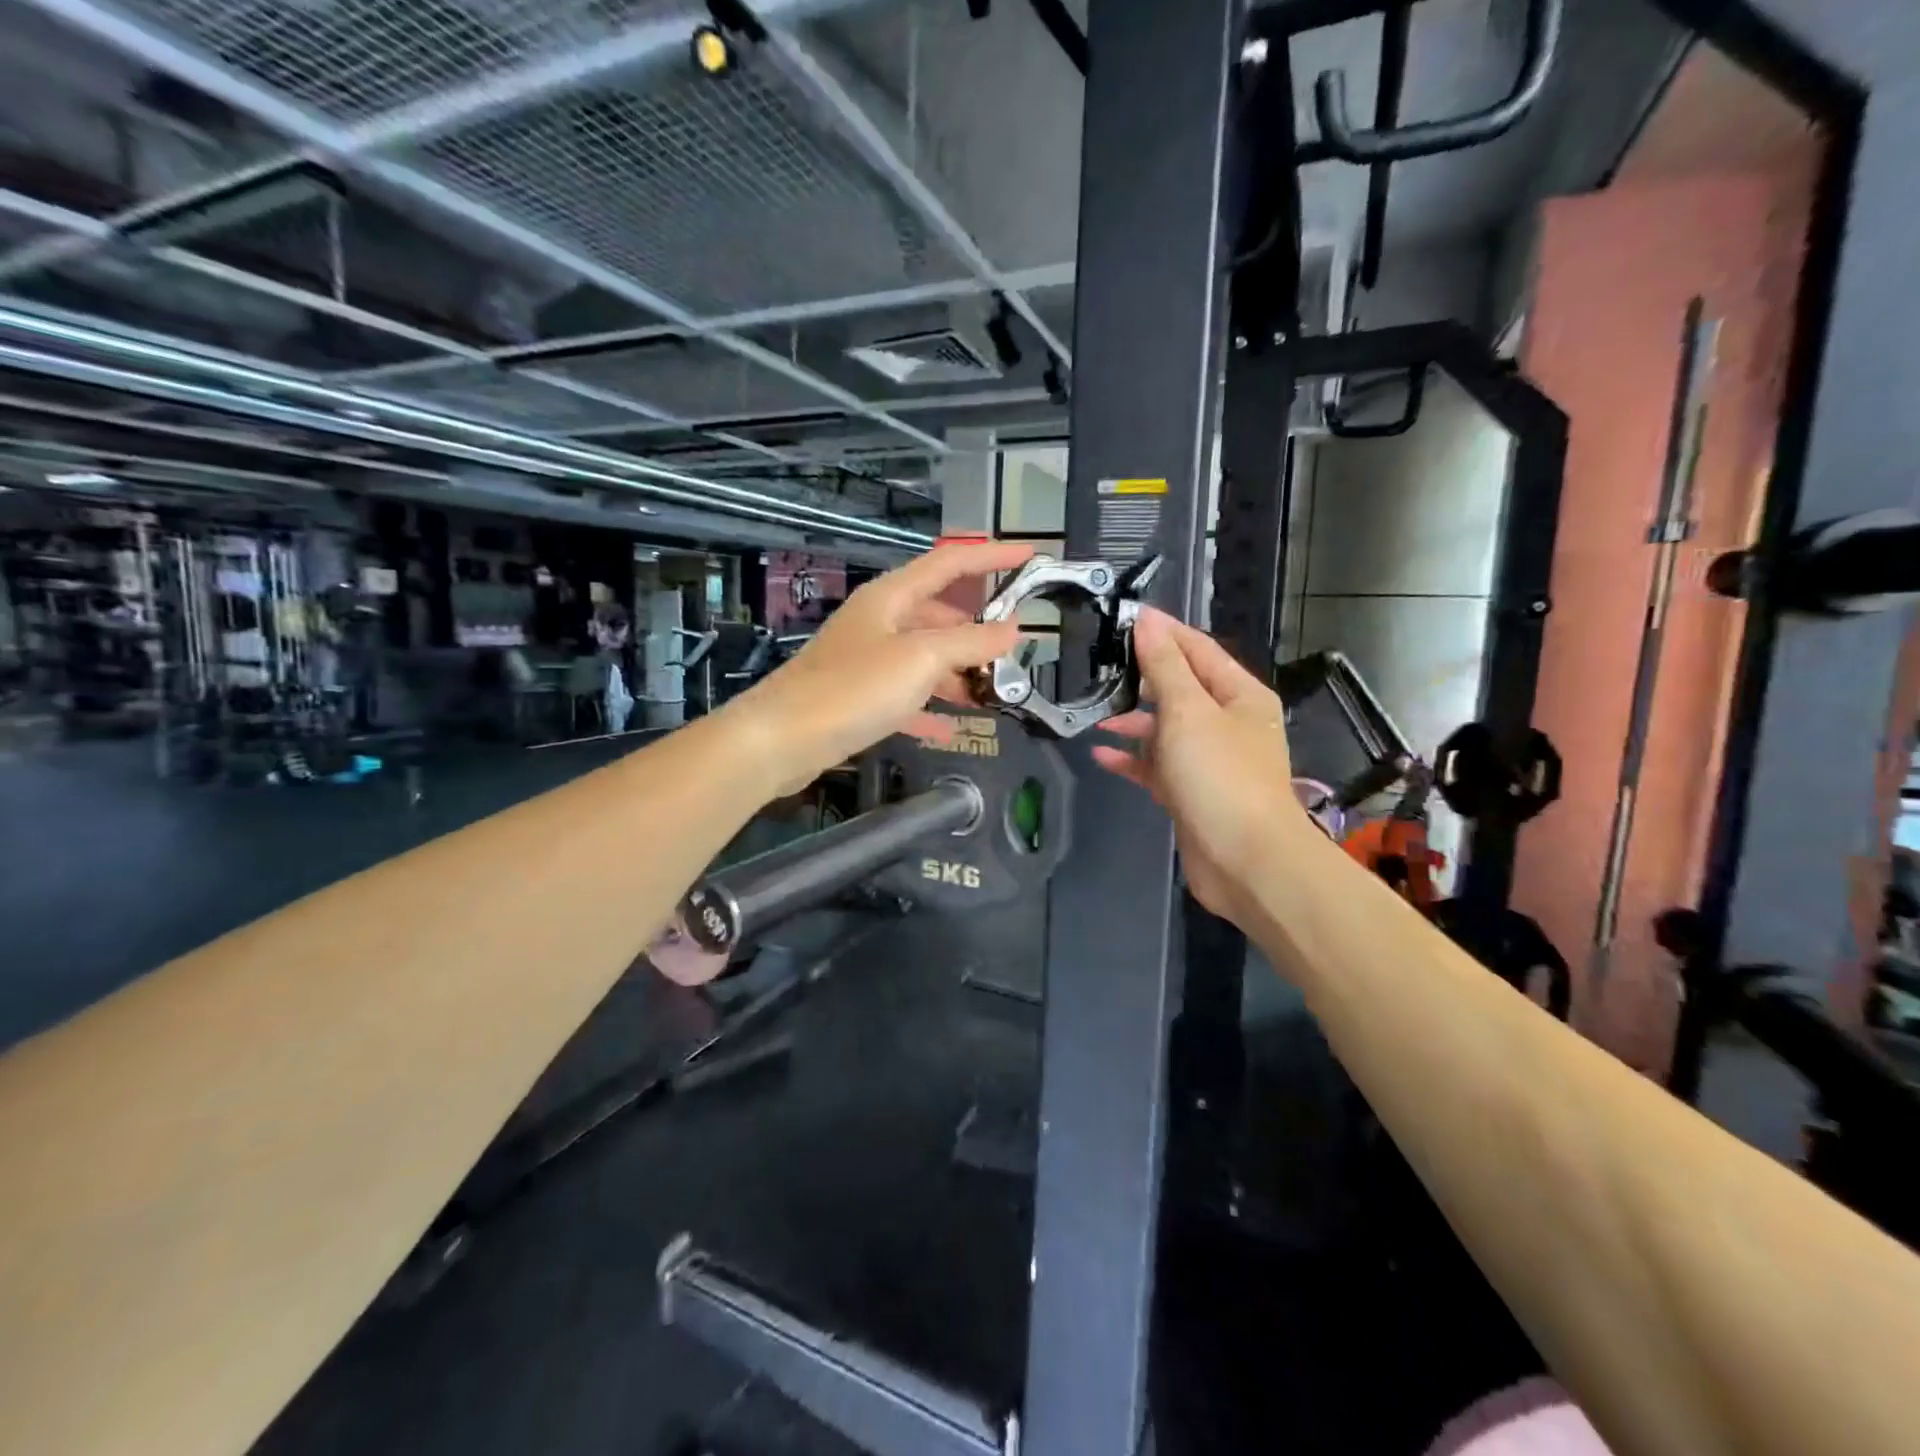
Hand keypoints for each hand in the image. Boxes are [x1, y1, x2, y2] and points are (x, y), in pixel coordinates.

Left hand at [731, 540, 1033, 796]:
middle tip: (1013, 651)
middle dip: (976, 629)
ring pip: (924, 656)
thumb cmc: (854, 688)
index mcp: (892, 597)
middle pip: (938, 613)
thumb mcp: (922, 659)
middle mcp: (878, 621)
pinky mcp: (857, 696)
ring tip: (990, 694)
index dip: (991, 557)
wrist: (782, 739)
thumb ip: (971, 641)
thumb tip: (1013, 629)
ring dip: (957, 672)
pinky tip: (949, 729)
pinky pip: (905, 695)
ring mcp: (866, 659)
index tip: (1029, 557)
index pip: (951, 562)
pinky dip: (929, 707)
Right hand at [1091, 608, 1309, 924]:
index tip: (1124, 617)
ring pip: (1166, 729)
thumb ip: (1165, 666)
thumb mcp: (1189, 711)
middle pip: (1181, 688)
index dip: (1163, 631)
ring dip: (1133, 721)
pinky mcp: (1192, 793)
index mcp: (1239, 695)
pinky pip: (1158, 766)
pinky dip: (1133, 759)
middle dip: (1143, 677)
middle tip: (1100, 664)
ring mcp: (1210, 760)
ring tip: (1095, 713)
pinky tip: (1101, 755)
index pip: (1198, 649)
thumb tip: (1147, 620)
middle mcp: (1228, 723)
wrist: (1245, 861)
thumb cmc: (1220, 775)